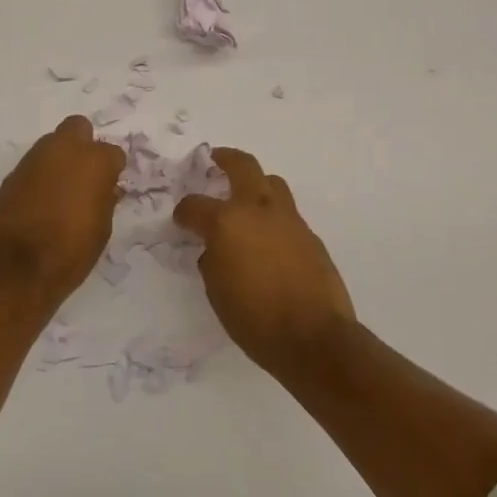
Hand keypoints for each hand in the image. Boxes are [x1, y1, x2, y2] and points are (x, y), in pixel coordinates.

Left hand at [0, 116, 125, 308]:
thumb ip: (105, 200)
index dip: (112, 170)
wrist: (18, 270)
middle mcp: (64, 150)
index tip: (109, 187)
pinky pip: (33, 165)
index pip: (113, 153)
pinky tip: (39, 201)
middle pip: (78, 127)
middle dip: (84, 145)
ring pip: (52, 143)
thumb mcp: (102, 229)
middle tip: (85, 175)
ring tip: (60, 190)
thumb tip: (106, 188)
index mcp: (94, 161)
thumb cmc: (71, 252)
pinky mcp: (12, 174)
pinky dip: (39, 176)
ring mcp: (34, 159)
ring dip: (59, 159)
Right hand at [173, 148, 354, 374]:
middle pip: (243, 166)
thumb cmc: (254, 319)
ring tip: (246, 197)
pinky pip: (287, 214)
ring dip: (256, 183)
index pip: (195, 205)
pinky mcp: (310, 235)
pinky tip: (269, 238)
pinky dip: (273, 216)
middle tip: (216, 159)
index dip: (184, 212)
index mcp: (226, 222)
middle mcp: (257, 210)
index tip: (182, 219)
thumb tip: (216, 250)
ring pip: (271, 183)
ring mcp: (288, 220)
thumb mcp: (217, 292)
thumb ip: (212, 261)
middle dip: (226, 159)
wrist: (313, 337)